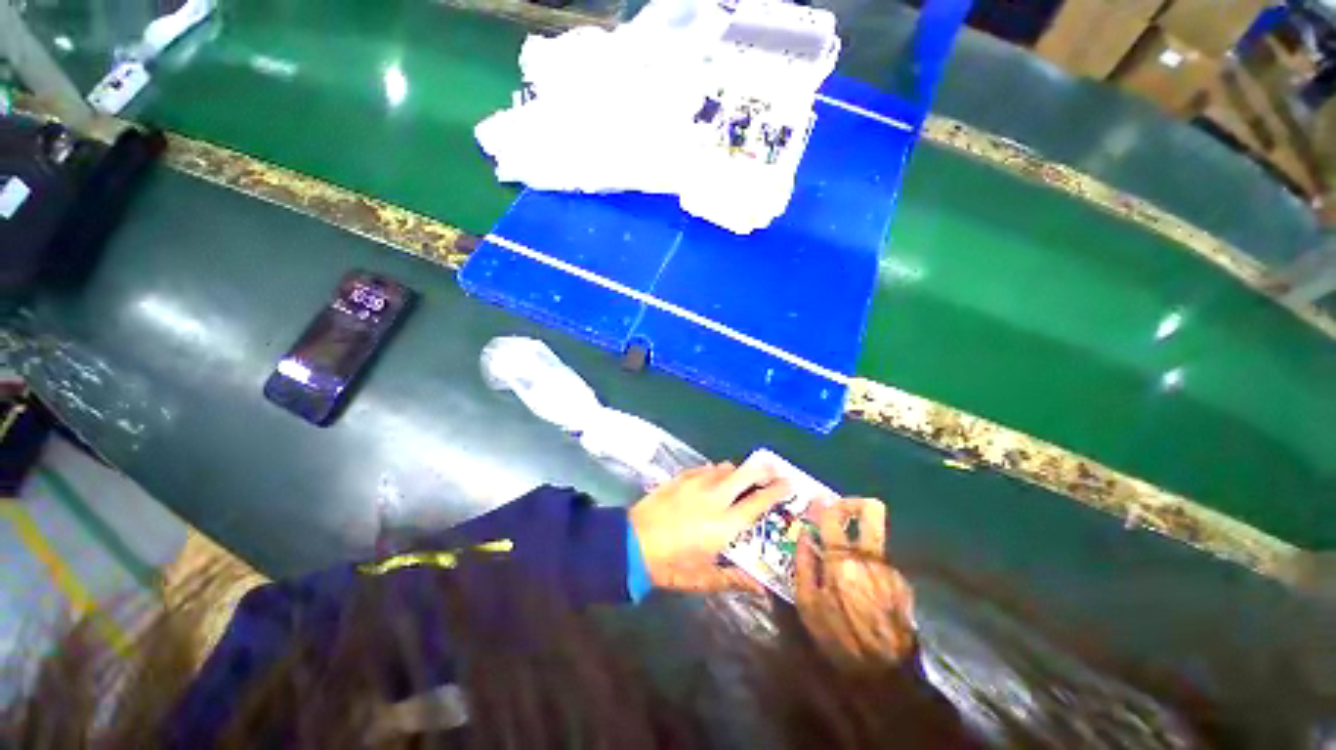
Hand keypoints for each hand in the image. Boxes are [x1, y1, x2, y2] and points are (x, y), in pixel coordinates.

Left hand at [630, 462, 790, 592]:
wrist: (632, 542)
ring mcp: (697, 482)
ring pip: (727, 467)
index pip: (759, 501)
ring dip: (739, 472)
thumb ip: (735, 580)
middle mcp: (716, 496)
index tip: (791, 484)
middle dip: (764, 470)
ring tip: (742, 481)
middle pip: (747, 473)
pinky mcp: (682, 476)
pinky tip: (713, 480)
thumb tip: (763, 588)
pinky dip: (717, 471)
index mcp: (725, 523)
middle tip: (773, 473)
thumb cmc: (670, 565)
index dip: (778, 491)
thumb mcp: (703, 579)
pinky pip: (707, 467)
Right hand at [795, 498, 916, 664]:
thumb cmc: (838, 639)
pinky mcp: (903, 583)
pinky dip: (868, 565)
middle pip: (872, 511)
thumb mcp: (807, 605)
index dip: (823, 504)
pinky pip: (881, 562)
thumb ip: (804, 563)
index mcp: (843, 561)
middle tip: (841, 511)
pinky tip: (861, 587)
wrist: (887, 677)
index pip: (834, 516)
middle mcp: (871, 558)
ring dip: (858, 541)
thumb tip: (805, 534)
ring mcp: (891, 569)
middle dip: (855, 503)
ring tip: (845, 564)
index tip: (817, 501)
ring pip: (874, 538)